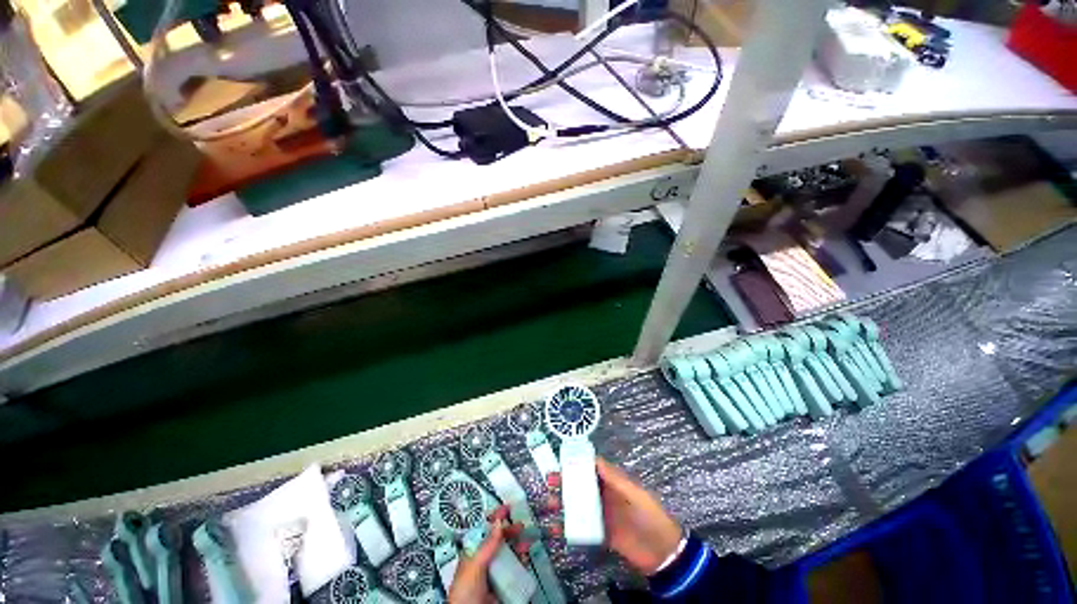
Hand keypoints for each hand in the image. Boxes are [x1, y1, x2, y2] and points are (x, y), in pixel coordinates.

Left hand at [448, 506, 530, 603]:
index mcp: (472, 553)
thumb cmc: (463, 595)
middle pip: (498, 540)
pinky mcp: (503, 585)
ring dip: (518, 545)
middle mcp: (483, 561)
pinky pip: (514, 569)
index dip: (495, 518)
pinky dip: (521, 561)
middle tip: (520, 525)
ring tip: (525, 542)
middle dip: (510, 531)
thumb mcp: (474, 565)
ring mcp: (493, 573)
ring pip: (508, 553)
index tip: (506, 508)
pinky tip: (525, 558)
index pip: (484, 530)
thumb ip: (486, 544)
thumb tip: (498, 523)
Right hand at [548, 457, 681, 575]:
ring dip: (563, 503)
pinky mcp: (601, 534)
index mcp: (613, 482)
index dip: (576, 463)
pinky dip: (568, 528)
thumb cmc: (650, 516)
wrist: (663, 553)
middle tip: (550, 481)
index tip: (561, 461)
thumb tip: (595, 459)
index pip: (592, 468)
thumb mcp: (635, 494)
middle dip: (565, 482)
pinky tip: (556, 528)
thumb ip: (615, 478)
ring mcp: (602, 515)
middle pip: (581, 485)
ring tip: (550, 504)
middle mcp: (605, 496)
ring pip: (578, 505)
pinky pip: (581, 528)